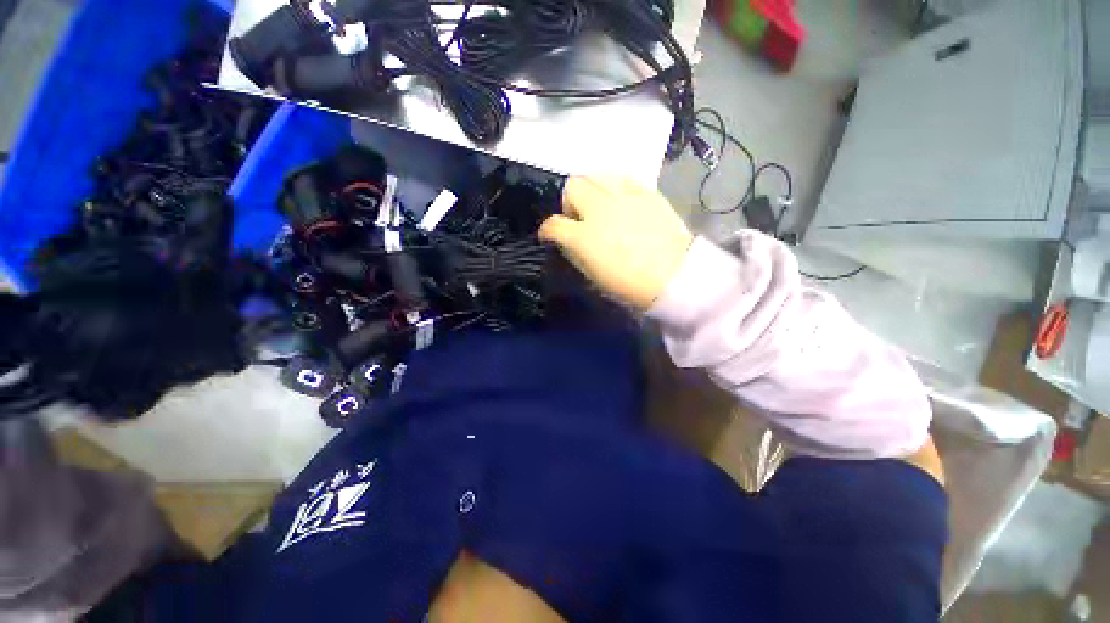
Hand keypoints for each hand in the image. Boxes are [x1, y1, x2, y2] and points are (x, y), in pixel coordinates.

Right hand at [539, 177, 693, 309]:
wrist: (673, 276)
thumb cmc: (630, 285)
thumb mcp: (593, 276)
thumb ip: (576, 253)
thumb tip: (570, 240)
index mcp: (584, 237)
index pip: (554, 224)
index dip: (547, 230)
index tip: (549, 235)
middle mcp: (600, 209)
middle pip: (573, 186)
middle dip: (570, 201)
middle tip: (579, 218)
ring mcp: (624, 197)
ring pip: (595, 175)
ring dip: (591, 190)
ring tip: (600, 206)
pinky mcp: (646, 192)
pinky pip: (622, 178)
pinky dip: (615, 188)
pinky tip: (621, 202)